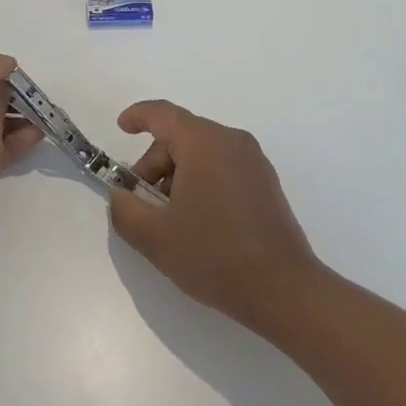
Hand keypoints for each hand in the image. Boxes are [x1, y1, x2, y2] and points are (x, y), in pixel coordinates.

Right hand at [108, 100, 322, 337]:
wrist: (284, 291)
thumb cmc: (215, 255)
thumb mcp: (155, 237)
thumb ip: (125, 210)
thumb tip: (121, 196)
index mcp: (204, 143)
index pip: (163, 114)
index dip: (137, 116)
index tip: (121, 128)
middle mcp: (232, 142)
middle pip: (181, 138)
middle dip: (154, 165)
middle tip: (142, 205)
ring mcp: (254, 163)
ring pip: (202, 155)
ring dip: (177, 178)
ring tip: (170, 221)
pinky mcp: (266, 185)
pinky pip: (222, 169)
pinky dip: (201, 184)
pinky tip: (197, 224)